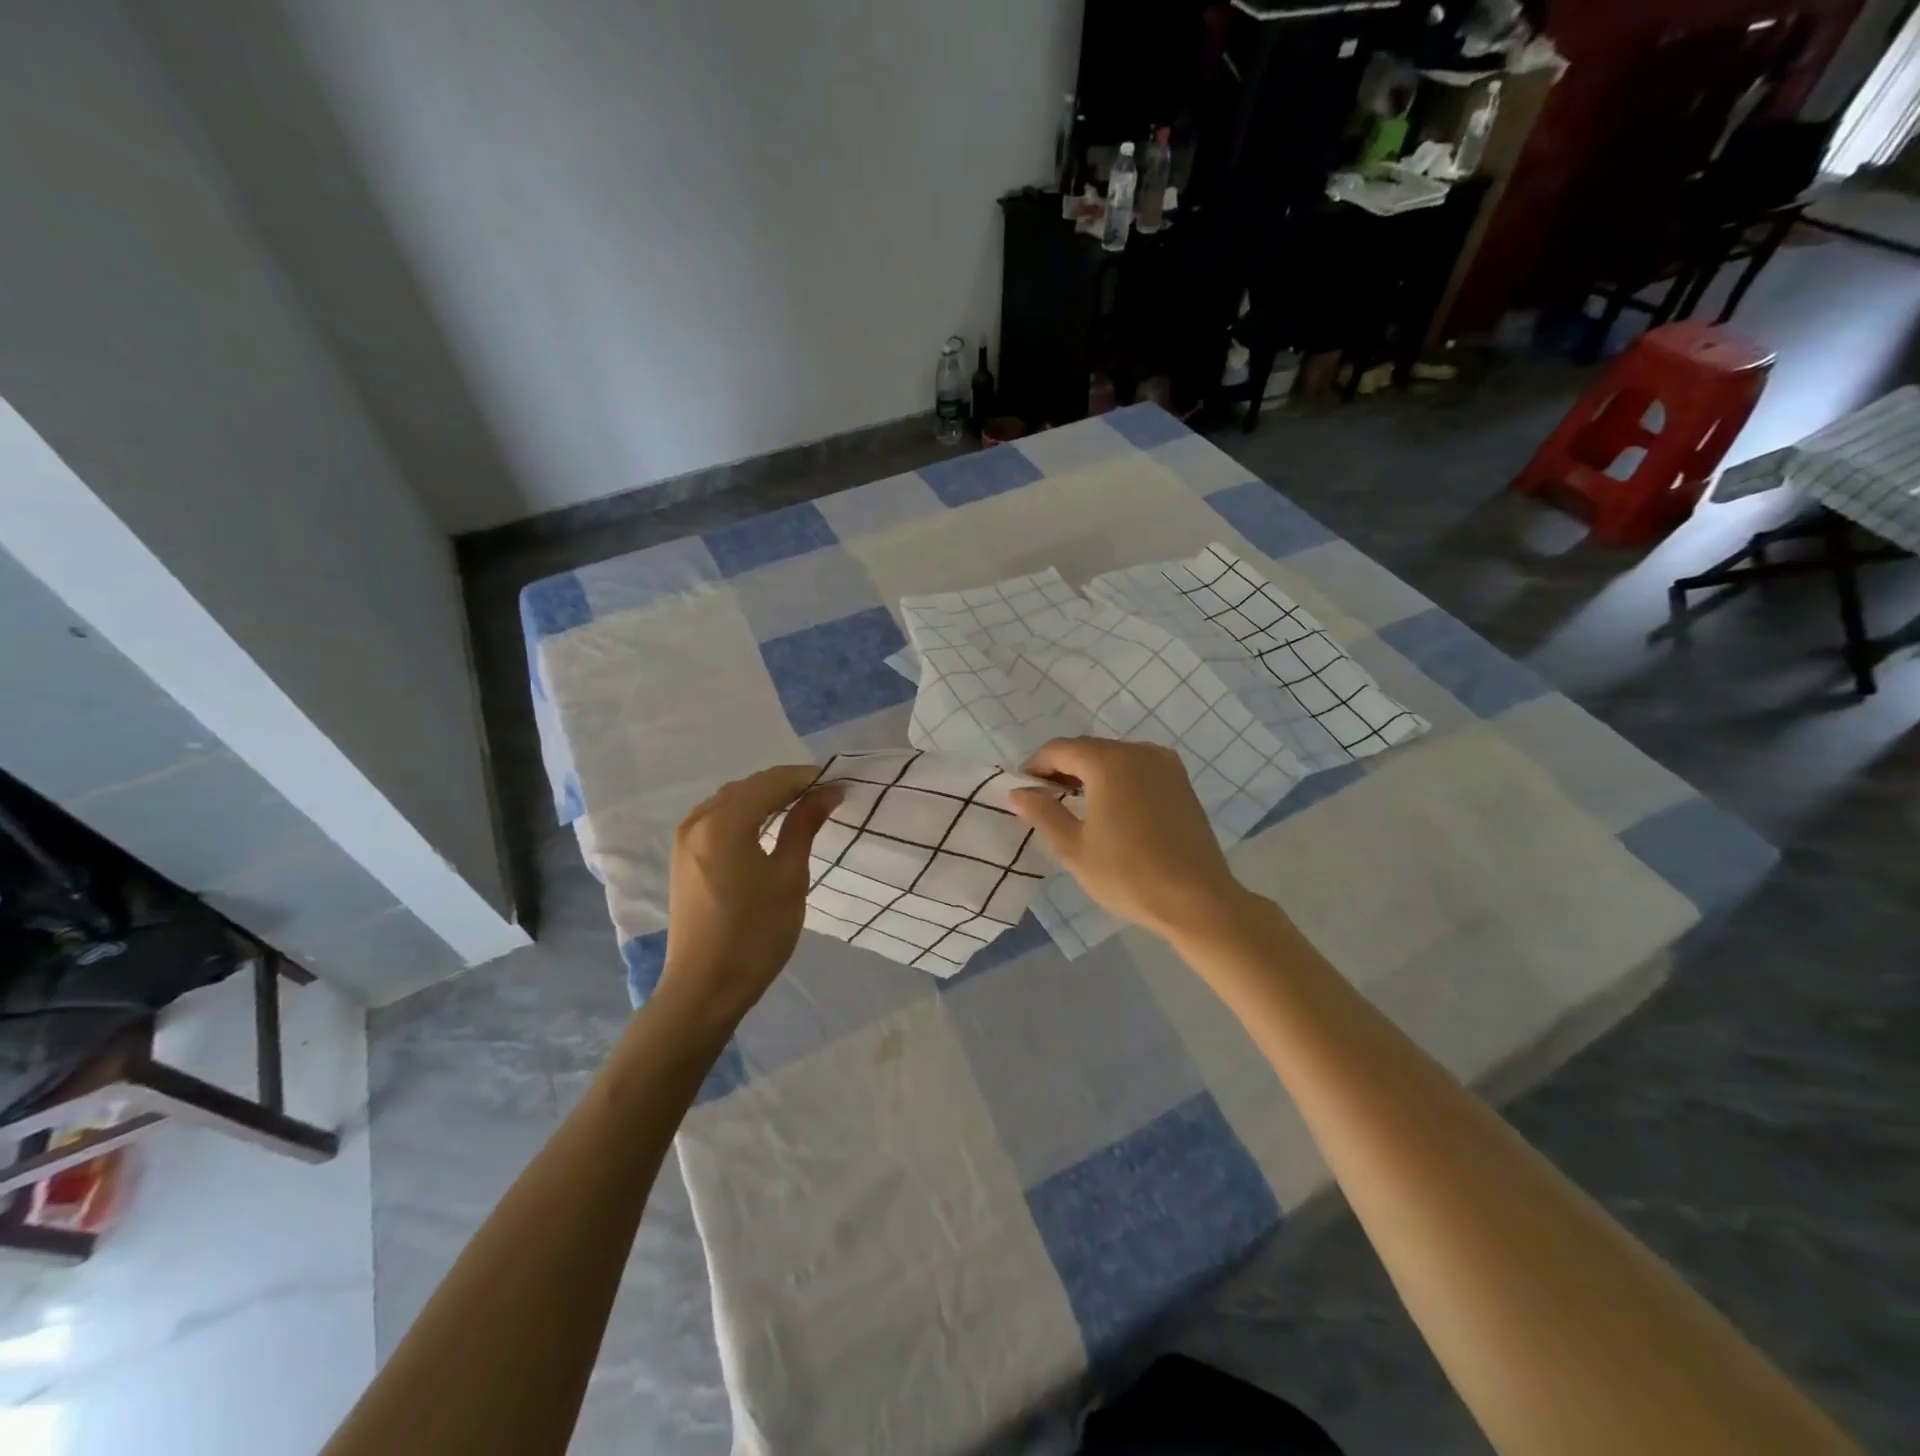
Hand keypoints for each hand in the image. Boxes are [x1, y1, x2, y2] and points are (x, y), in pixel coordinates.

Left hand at [660, 765, 841, 1024]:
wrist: (704, 989)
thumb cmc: (755, 934)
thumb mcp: (790, 877)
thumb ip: (804, 826)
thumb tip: (827, 791)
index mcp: (724, 822)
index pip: (771, 782)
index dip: (807, 778)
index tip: (839, 786)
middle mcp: (698, 820)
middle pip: (749, 786)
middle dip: (787, 786)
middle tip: (825, 797)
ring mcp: (685, 838)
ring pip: (731, 799)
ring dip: (765, 798)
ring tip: (800, 809)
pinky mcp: (682, 856)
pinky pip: (717, 817)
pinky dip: (745, 813)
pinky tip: (765, 827)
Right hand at [1008, 736, 1250, 942]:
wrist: (1197, 900)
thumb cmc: (1128, 875)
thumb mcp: (1074, 848)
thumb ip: (1043, 812)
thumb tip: (1018, 792)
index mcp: (1108, 762)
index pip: (1059, 750)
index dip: (1035, 766)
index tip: (1023, 790)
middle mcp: (1137, 751)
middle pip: (1087, 749)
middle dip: (1062, 768)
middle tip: (1044, 799)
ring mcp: (1164, 763)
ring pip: (1113, 756)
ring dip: (1089, 773)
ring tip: (1075, 805)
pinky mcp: (1180, 780)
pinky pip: (1137, 767)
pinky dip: (1116, 778)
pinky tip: (1110, 807)